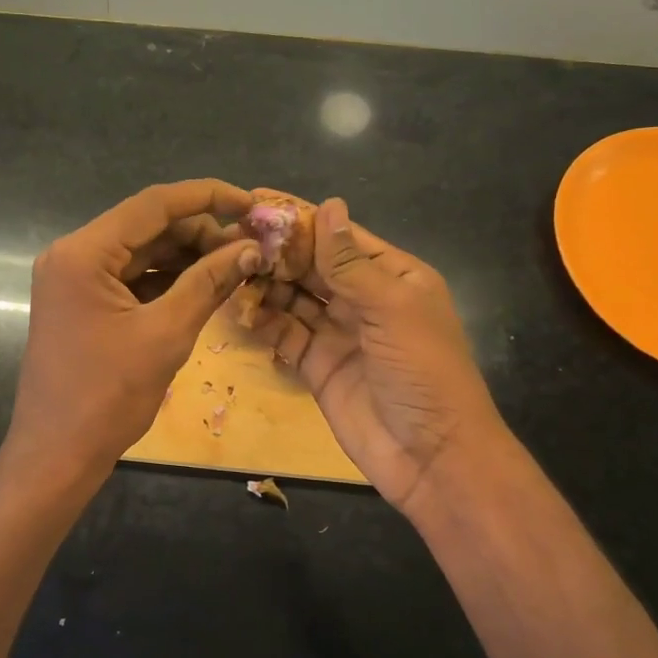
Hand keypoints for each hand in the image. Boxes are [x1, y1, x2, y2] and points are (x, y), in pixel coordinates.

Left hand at [0, 180, 261, 501]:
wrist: (57, 454)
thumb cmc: (107, 396)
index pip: (153, 205)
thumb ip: (208, 283)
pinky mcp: (83, 303)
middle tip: (252, 248)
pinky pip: (131, 278)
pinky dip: (167, 280)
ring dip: (187, 257)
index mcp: (83, 253)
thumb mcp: (166, 334)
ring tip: (238, 267)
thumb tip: (251, 249)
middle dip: (201, 233)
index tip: (251, 203)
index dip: (207, 198)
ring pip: (141, 252)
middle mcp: (73, 255)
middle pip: (147, 227)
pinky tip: (206, 286)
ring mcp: (75, 280)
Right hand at [251, 198, 510, 520]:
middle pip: (312, 265)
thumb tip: (328, 205)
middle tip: (230, 237)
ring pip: (293, 298)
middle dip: (276, 251)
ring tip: (227, 271)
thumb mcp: (392, 308)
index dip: (301, 218)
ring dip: (264, 284)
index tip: (256, 200)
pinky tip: (238, 310)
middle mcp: (363, 299)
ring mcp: (338, 333)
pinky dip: (263, 322)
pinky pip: (284, 334)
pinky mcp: (316, 365)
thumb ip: (351, 262)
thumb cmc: (423, 371)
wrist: (431, 456)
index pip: (340, 237)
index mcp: (392, 277)